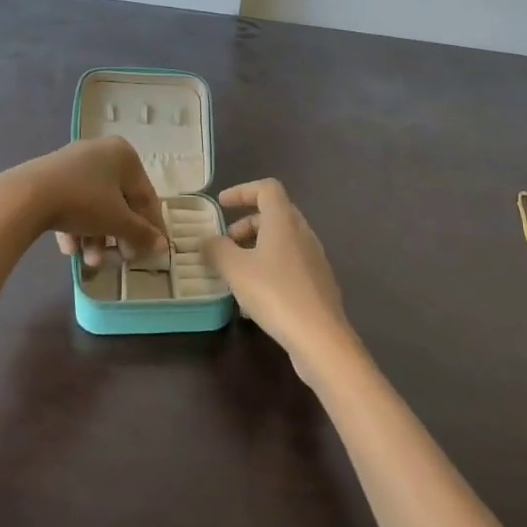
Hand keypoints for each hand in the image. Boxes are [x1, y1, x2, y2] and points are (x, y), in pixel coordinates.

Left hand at [0, 137, 164, 262]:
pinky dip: (75, 226)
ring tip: (89, 261)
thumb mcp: (117, 221)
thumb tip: (162, 246)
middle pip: (118, 202)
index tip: (151, 252)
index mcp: (124, 155)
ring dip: (95, 236)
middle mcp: (101, 153)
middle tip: (119, 259)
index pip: (145, 196)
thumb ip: (141, 233)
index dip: (150, 227)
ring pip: (94, 205)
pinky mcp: (50, 176)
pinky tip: (69, 249)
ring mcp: (73, 163)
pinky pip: (72, 202)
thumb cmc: (84, 202)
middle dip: (117, 236)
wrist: (27, 195)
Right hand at [203, 179, 358, 377]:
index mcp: (284, 221)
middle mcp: (303, 233)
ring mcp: (314, 258)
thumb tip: (206, 240)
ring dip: (256, 247)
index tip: (221, 205)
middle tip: (225, 242)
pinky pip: (289, 263)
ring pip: (282, 240)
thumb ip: (216, 250)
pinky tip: (254, 295)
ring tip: (235, 271)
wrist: (320, 338)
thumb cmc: (275, 294)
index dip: (242, 190)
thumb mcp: (235, 270)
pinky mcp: (318, 283)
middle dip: (246, 224)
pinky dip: (269, 267)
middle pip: (274, 214)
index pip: (267, 188)